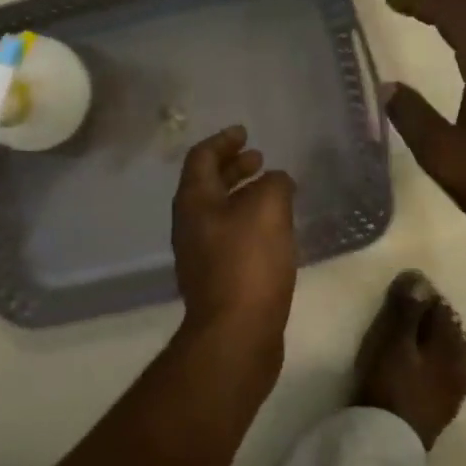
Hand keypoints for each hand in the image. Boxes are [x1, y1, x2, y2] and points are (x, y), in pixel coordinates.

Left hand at [172, 126, 297, 358]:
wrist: (236, 332)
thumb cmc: (248, 262)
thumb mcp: (268, 208)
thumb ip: (274, 184)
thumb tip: (276, 181)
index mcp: (194, 201)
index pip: (201, 158)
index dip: (223, 141)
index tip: (244, 132)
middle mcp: (190, 224)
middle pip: (207, 184)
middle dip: (232, 168)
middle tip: (258, 158)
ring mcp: (199, 254)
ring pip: (219, 212)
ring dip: (242, 195)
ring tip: (271, 191)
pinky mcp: (216, 279)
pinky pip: (230, 237)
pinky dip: (248, 222)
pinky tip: (273, 231)